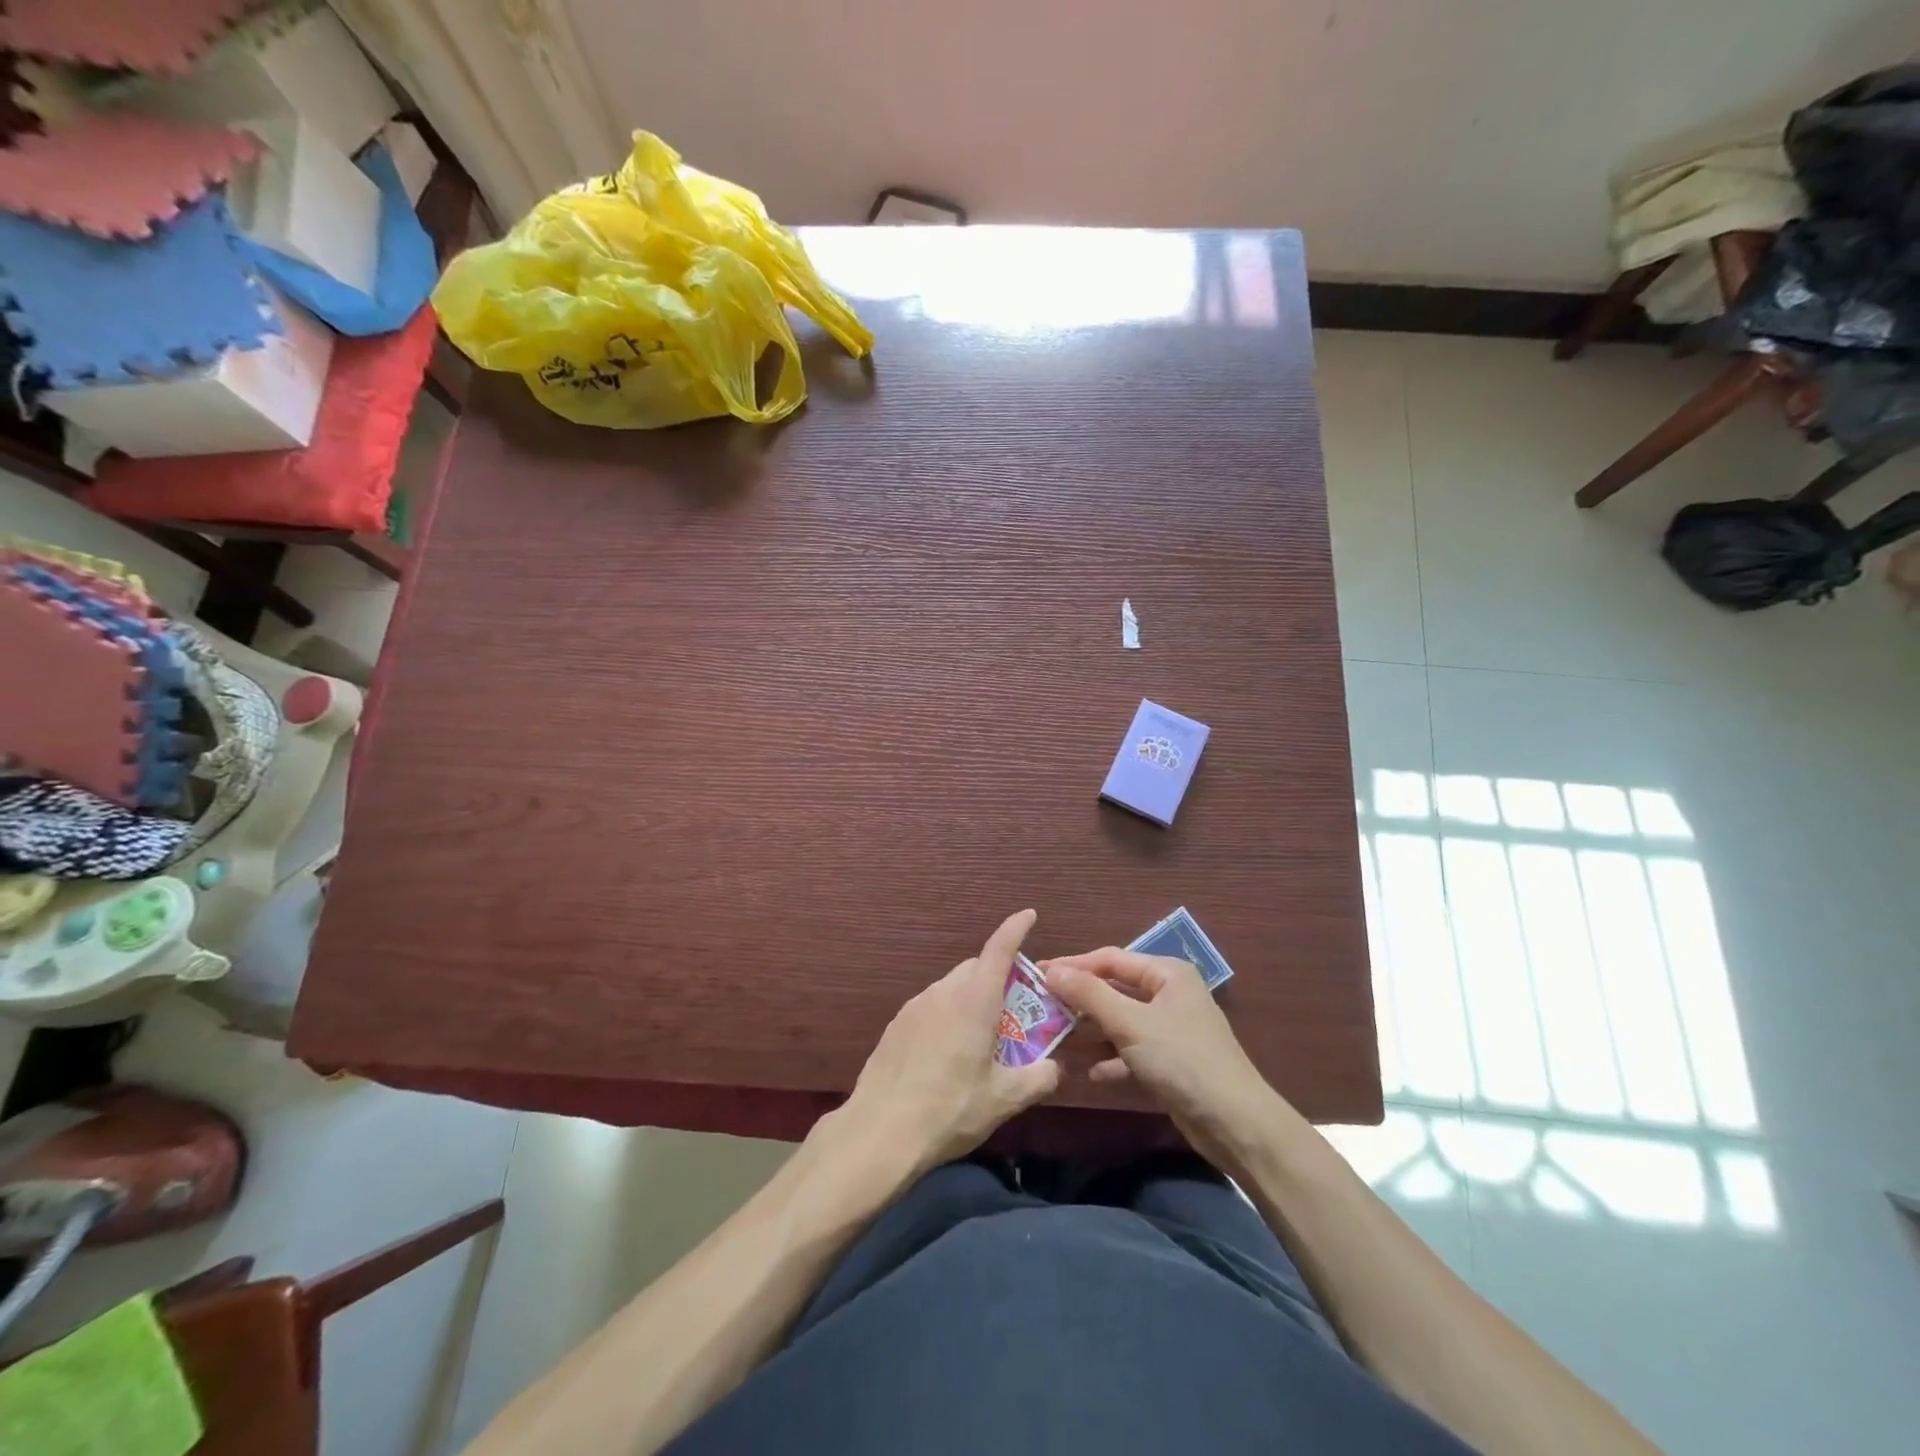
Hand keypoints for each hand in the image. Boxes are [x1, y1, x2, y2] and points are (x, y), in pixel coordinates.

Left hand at [840, 910, 1061, 1175]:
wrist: (880, 1131)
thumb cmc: (950, 1109)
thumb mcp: (1004, 1099)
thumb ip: (1038, 1078)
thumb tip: (1055, 1067)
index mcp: (974, 1000)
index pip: (999, 949)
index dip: (1015, 928)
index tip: (1028, 915)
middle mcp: (943, 993)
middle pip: (975, 968)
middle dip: (997, 976)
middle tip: (1014, 1008)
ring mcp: (914, 1006)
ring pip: (951, 988)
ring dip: (970, 999)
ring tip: (980, 1038)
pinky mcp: (895, 1025)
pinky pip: (930, 1008)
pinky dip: (947, 1016)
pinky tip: (947, 1054)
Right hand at [1043, 948, 1273, 1158]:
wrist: (1234, 1123)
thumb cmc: (1182, 1059)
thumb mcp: (1130, 1023)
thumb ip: (1089, 994)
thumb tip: (1053, 970)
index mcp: (1167, 973)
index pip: (1111, 959)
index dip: (1074, 965)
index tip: (1038, 974)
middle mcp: (1169, 995)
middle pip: (1115, 990)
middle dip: (1080, 1002)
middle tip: (1041, 1008)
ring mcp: (1171, 1029)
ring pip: (1120, 1022)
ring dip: (1091, 1032)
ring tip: (1055, 1040)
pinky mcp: (1171, 1062)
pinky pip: (1131, 1051)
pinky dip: (1110, 1058)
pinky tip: (1087, 1072)